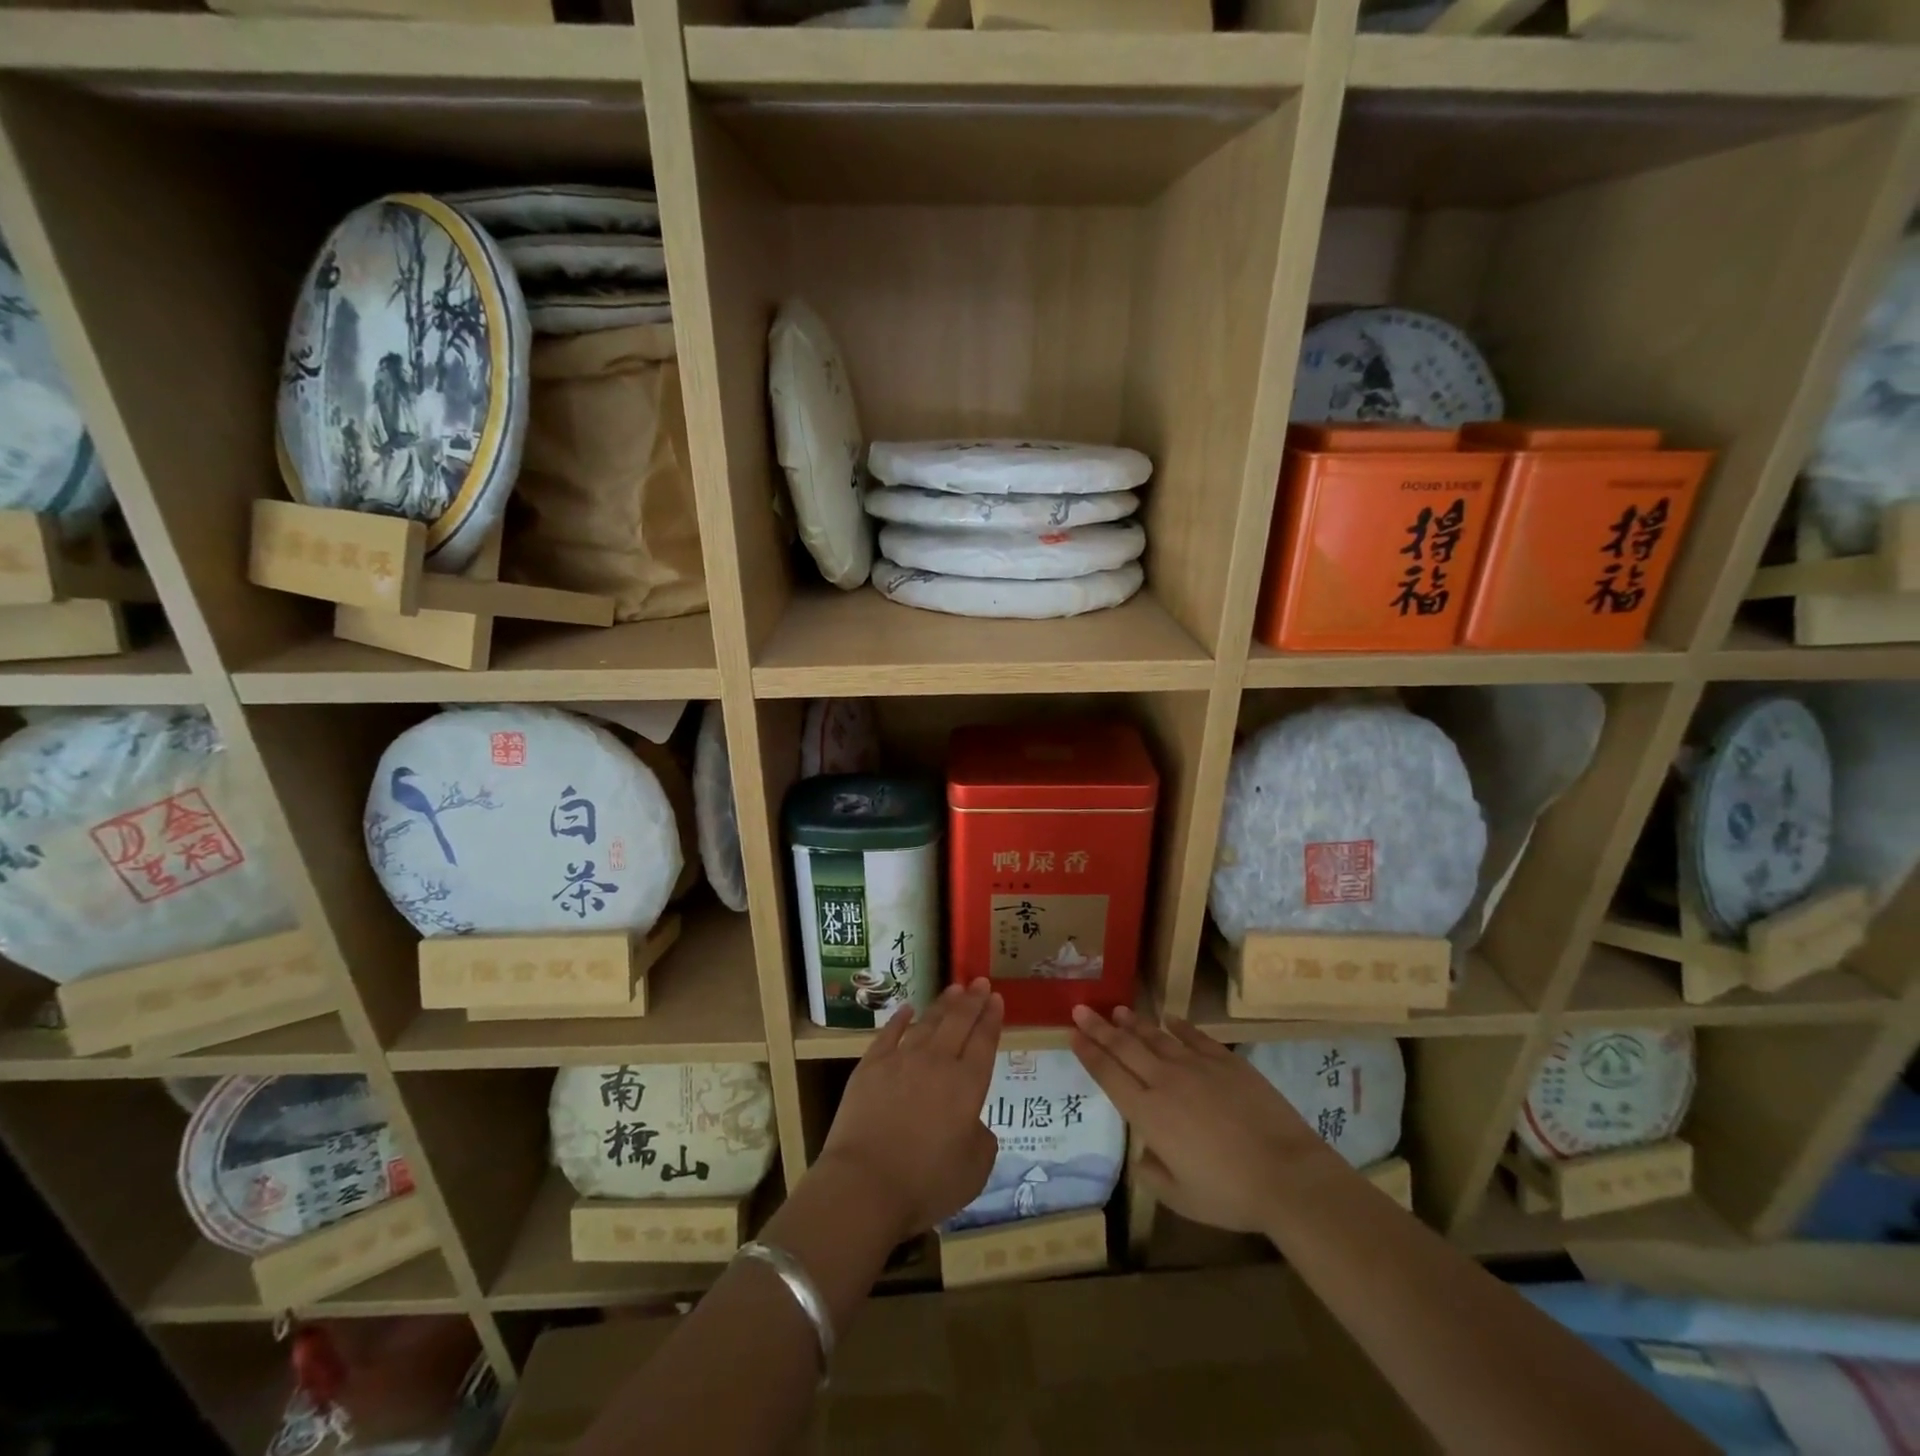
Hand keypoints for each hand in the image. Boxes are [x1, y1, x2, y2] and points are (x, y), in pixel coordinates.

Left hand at [817, 979, 1003, 1244]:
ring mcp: (901, 1060)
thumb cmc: (926, 1184)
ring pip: (927, 1023)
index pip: (984, 1042)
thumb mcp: (975, 1171)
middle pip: (959, 1023)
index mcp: (967, 1086)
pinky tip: (907, 1009)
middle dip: (972, 1000)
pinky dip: (900, 1019)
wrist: (865, 1185)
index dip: (992, 1018)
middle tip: (980, 981)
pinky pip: (889, 1034)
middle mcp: (937, 1063)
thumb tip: (972, 1122)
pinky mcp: (870, 1067)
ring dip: (943, 1004)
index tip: (997, 998)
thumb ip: (982, 1139)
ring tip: (954, 989)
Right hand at [1070, 1004, 1330, 1233]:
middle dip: (1100, 1028)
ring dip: (1135, 1023)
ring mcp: (1197, 1067)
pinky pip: (1195, 1036)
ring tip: (1119, 1010)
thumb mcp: (1181, 1199)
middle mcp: (1165, 1081)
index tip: (1073, 1035)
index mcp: (1149, 1114)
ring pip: (1156, 1037)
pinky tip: (1169, 1018)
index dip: (1089, 1054)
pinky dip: (1179, 1026)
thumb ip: (1153, 1175)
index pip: (1109, 1076)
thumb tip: (1143, 1154)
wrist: (1286, 1174)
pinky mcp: (1226, 1061)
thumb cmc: (1230, 1194)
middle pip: (1125, 1047)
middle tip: (1081, 1010)